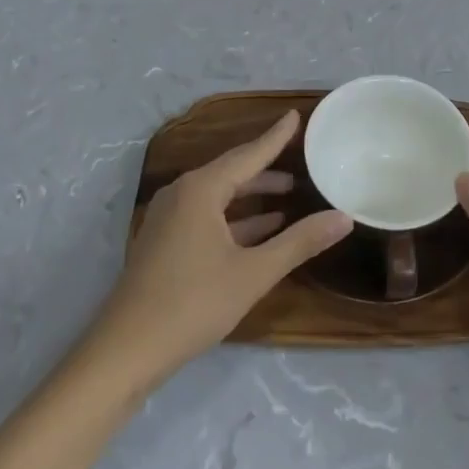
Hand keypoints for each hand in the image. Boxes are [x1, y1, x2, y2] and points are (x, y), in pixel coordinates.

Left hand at [90, 111, 351, 385]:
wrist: (125, 352)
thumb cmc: (192, 304)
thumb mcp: (254, 273)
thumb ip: (300, 242)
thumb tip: (344, 218)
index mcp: (201, 190)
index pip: (249, 154)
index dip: (276, 137)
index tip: (296, 115)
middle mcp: (182, 194)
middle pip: (232, 171)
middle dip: (267, 168)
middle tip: (302, 161)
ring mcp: (169, 219)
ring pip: (220, 196)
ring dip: (253, 196)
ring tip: (289, 195)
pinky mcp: (165, 243)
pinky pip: (207, 216)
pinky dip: (236, 218)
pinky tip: (261, 231)